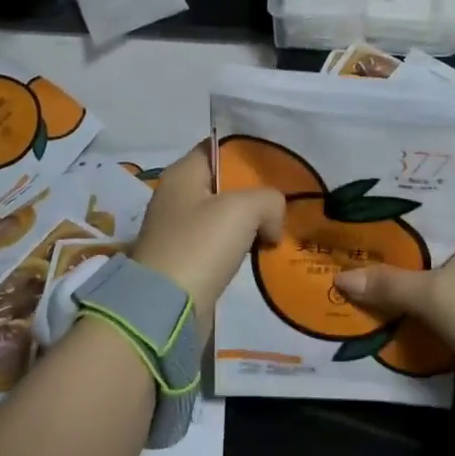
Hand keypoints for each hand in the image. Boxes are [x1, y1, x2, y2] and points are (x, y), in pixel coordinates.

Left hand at [128, 145, 283, 334]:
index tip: (279, 159)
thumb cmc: (200, 245)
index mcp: (183, 173)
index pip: (218, 147)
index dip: (248, 151)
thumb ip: (268, 200)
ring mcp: (179, 230)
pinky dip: (241, 247)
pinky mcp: (186, 261)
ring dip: (251, 222)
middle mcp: (177, 196)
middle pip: (224, 183)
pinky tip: (263, 253)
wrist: (166, 308)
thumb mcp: (243, 209)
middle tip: (288, 197)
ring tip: (280, 227)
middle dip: (255, 190)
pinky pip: (221, 244)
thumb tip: (271, 223)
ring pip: (225, 216)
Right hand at [334, 215, 454, 399]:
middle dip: (388, 249)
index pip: (424, 206)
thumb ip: (388, 285)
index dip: (387, 212)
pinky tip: (383, 302)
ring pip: (430, 269)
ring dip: (400, 277)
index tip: (351, 214)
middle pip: (424, 240)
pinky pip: (440, 295)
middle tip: (343, 246)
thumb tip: (341, 279)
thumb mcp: (435, 296)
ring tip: (354, 272)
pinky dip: (416, 299)